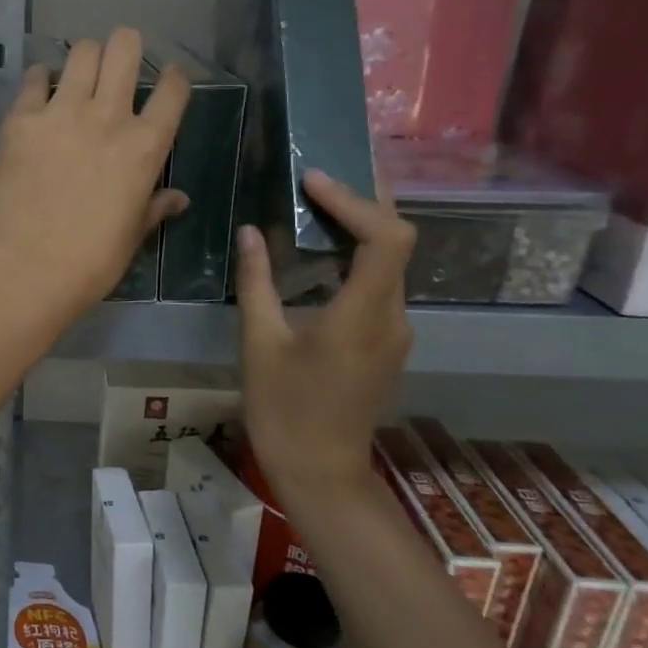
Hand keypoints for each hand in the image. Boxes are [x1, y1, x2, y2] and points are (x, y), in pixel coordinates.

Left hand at [0, 28, 189, 323]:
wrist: (31, 268)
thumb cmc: (93, 259)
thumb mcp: (134, 233)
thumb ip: (156, 206)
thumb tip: (180, 199)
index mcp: (145, 146)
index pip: (172, 90)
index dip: (174, 77)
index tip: (168, 79)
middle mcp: (108, 117)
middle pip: (124, 49)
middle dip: (126, 45)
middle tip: (119, 58)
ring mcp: (61, 113)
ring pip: (81, 53)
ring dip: (85, 57)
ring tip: (79, 72)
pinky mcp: (21, 120)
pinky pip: (33, 79)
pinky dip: (40, 79)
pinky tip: (40, 90)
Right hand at [235, 170, 414, 498]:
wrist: (321, 472)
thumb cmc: (285, 409)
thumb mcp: (260, 343)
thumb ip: (257, 282)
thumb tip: (250, 232)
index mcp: (363, 314)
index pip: (386, 238)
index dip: (355, 201)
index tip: (313, 181)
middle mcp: (392, 317)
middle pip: (397, 242)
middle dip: (365, 202)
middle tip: (323, 175)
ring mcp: (394, 332)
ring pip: (391, 263)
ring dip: (362, 227)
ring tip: (320, 201)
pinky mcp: (385, 343)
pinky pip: (380, 285)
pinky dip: (358, 256)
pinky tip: (324, 252)